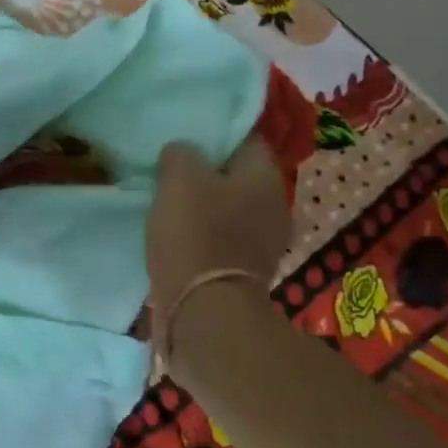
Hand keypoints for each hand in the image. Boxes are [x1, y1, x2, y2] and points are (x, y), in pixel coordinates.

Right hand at [146, 136, 290, 318]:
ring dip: (205, 206)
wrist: (205, 312)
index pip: (245, 139)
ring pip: (231, 208)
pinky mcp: (248, 272)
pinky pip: (225, 239)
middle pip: (238, 176)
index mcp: (265, 176)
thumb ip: (181, 153)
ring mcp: (266, 243)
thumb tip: (183, 153)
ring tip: (171, 204)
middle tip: (173, 171)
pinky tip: (179, 236)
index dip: (215, 136)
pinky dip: (205, 235)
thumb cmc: (196, 234)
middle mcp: (275, 206)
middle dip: (209, 172)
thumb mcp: (179, 177)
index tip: (186, 138)